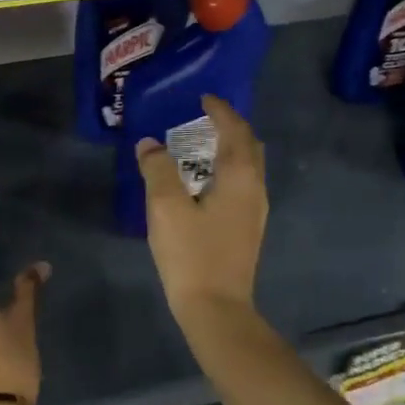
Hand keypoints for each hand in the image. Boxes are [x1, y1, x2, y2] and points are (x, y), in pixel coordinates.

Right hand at [136, 95, 266, 319]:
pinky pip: (242, 185)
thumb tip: (149, 144)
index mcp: (239, 177)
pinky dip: (226, 170)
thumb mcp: (166, 207)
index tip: (203, 97)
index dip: (220, 110)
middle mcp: (255, 188)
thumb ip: (157, 170)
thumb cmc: (192, 254)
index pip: (235, 130)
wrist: (215, 307)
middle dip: (230, 127)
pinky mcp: (247, 229)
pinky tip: (204, 183)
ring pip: (248, 167)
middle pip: (249, 146)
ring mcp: (255, 211)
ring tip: (201, 146)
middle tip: (204, 118)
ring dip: (229, 149)